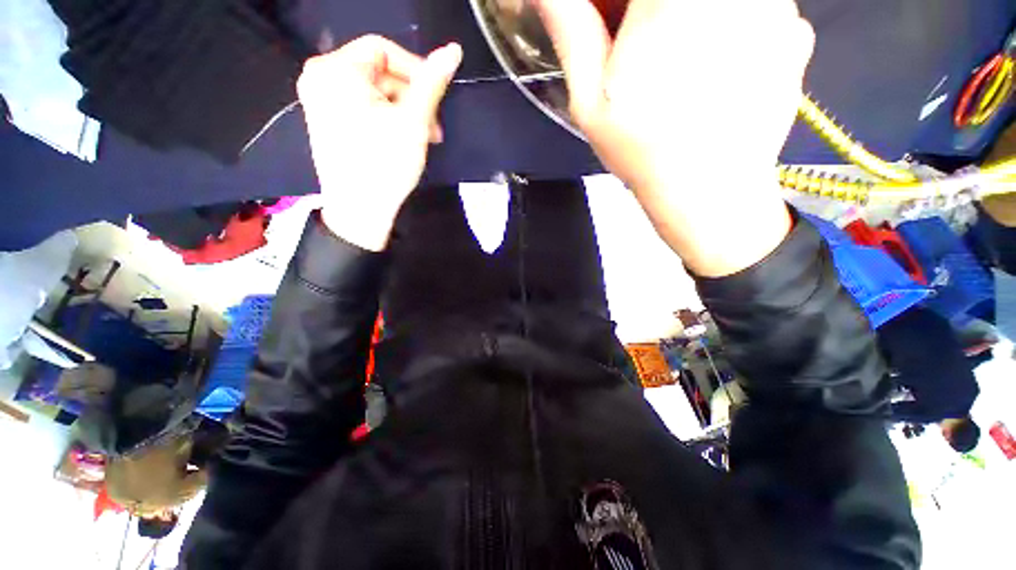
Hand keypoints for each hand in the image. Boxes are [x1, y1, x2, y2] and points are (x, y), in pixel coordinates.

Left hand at [298, 35, 462, 250]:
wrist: (360, 210)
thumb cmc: (386, 164)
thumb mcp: (414, 121)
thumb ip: (433, 82)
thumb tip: (454, 50)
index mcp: (335, 69)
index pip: (383, 49)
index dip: (416, 70)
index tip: (437, 98)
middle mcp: (320, 77)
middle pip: (379, 72)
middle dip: (412, 99)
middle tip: (434, 129)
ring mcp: (320, 100)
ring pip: (374, 92)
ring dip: (404, 112)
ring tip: (423, 139)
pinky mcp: (327, 120)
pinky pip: (363, 107)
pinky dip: (387, 120)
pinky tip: (402, 140)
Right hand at [539, 0, 813, 275]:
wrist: (710, 192)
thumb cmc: (641, 149)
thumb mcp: (588, 99)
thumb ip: (570, 29)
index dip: (620, 7)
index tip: (616, 28)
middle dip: (649, 17)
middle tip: (642, 48)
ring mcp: (776, 2)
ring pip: (717, 3)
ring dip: (693, 21)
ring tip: (680, 67)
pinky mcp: (797, 29)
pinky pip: (755, 8)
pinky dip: (732, 27)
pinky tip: (716, 72)